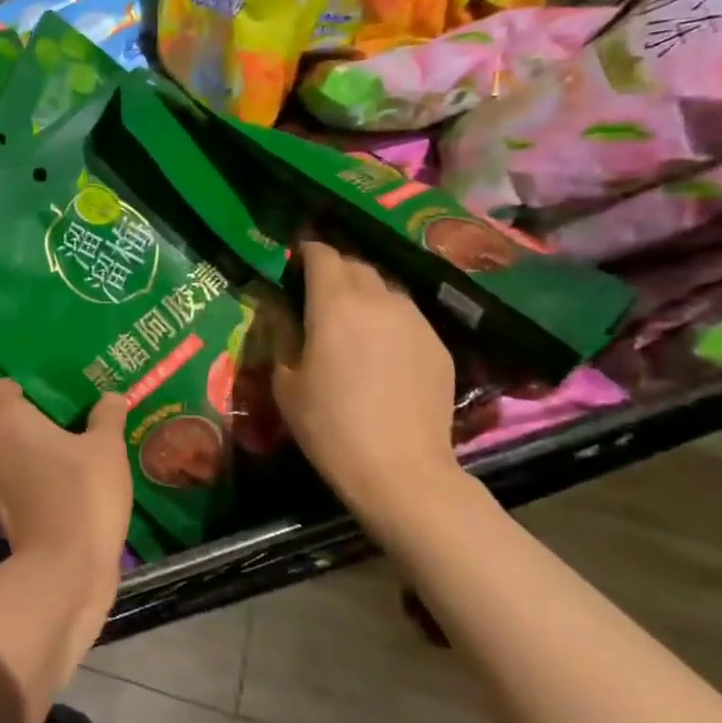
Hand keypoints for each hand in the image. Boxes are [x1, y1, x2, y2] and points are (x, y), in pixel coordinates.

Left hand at [0, 380, 132, 586]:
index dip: (4, 390)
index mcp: (7, 422)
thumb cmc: (83, 492)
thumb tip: (112, 396)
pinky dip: (7, 483)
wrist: (65, 566)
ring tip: (33, 454)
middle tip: (26, 424)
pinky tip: (39, 484)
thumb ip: (107, 418)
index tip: (28, 394)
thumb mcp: (107, 449)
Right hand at [273, 240, 461, 530]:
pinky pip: (408, 318)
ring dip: (365, 294)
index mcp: (335, 304)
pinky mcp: (438, 345)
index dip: (306, 252)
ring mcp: (415, 321)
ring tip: (352, 322)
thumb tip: (282, 312)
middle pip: (357, 265)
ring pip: (387, 289)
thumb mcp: (285, 383)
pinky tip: (382, 352)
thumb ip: (282, 336)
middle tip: (318, 294)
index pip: (322, 254)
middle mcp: (379, 300)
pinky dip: (389, 321)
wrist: (400, 469)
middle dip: (335, 270)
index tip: (295, 263)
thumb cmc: (329, 426)